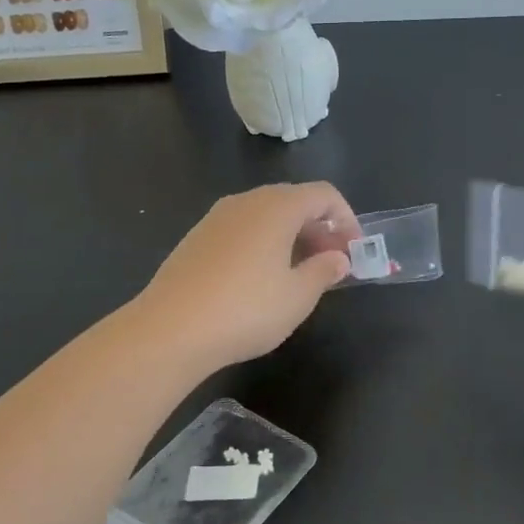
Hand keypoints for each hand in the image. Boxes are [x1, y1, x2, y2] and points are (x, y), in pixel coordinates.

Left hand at [134, 183, 356, 371]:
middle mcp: (247, 201)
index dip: (347, 219)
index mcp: (277, 206)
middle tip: (331, 264)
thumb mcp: (298, 296)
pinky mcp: (196, 237)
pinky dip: (262, 243)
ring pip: (266, 215)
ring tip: (298, 274)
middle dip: (319, 228)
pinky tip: (260, 279)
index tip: (353, 252)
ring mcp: (216, 217)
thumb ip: (324, 271)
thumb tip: (338, 258)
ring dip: (291, 236)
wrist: (169, 329)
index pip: (324, 194)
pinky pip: (242, 229)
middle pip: (294, 200)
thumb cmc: (246, 309)